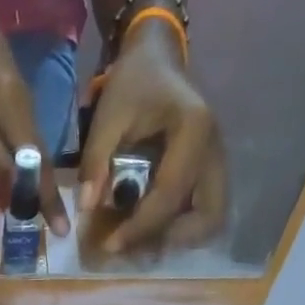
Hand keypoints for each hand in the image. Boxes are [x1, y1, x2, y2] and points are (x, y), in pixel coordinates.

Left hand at [80, 25, 226, 252]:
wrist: (157, 58)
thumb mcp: (108, 115)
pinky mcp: (212, 170)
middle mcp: (215, 150)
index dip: (140, 227)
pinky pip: (205, 210)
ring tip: (142, 240)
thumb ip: (96, 160)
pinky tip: (152, 226)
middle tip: (135, 246)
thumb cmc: (133, 83)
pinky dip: (182, 226)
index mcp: (193, 131)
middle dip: (171, 238)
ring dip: (180, 237)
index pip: (170, 195)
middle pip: (208, 216)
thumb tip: (86, 209)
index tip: (110, 245)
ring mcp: (218, 161)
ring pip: (212, 218)